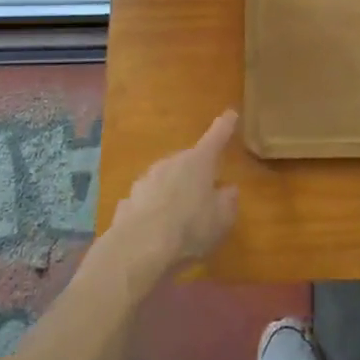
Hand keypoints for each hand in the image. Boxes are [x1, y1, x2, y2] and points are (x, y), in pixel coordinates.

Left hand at [96, 110, 240, 291]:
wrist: (138, 247)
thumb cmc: (189, 227)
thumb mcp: (221, 219)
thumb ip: (227, 202)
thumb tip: (229, 190)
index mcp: (198, 161)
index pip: (216, 138)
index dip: (225, 126)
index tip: (231, 113)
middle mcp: (171, 162)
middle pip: (188, 161)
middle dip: (196, 172)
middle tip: (205, 192)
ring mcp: (146, 179)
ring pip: (166, 179)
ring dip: (173, 190)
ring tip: (180, 216)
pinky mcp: (128, 199)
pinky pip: (149, 199)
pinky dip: (155, 208)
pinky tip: (157, 227)